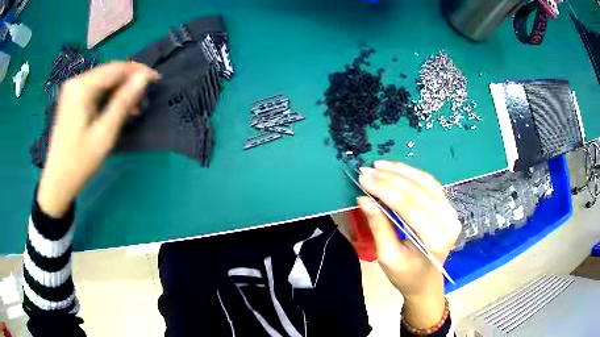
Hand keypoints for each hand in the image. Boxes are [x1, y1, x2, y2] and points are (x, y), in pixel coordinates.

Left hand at [37, 62, 158, 217]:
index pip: (116, 68)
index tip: (156, 79)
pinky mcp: (72, 98)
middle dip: (129, 82)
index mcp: (82, 87)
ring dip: (120, 90)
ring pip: (103, 80)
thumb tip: (143, 78)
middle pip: (109, 72)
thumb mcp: (105, 133)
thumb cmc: (80, 161)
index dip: (138, 71)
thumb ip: (123, 102)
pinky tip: (117, 108)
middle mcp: (76, 81)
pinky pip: (95, 89)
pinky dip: (108, 96)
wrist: (58, 180)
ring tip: (134, 107)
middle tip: (144, 99)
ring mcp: (73, 90)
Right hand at [356, 160, 460, 329]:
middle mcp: (448, 222)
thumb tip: (364, 198)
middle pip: (418, 191)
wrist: (426, 282)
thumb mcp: (388, 257)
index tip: (363, 178)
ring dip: (401, 171)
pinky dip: (412, 174)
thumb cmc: (406, 275)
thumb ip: (379, 227)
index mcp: (435, 239)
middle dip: (390, 178)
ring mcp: (451, 213)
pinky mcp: (448, 208)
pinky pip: (431, 184)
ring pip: (426, 182)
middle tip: (367, 170)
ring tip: (379, 165)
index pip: (409, 206)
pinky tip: (396, 170)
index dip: (385, 189)